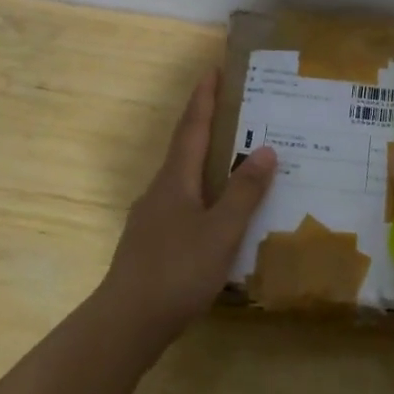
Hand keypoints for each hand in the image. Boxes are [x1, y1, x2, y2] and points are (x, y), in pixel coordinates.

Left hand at [96, 69, 276, 343]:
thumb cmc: (177, 271)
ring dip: (208, 164)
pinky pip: (184, 206)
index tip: (213, 71)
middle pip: (185, 150)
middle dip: (207, 127)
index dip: (203, 99)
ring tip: (238, 163)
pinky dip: (205, 196)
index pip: (191, 128)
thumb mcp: (221, 231)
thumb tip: (265, 149)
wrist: (127, 322)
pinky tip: (221, 217)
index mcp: (174, 181)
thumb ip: (244, 192)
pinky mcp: (153, 243)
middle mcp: (160, 192)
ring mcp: (152, 219)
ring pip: (184, 180)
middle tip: (238, 113)